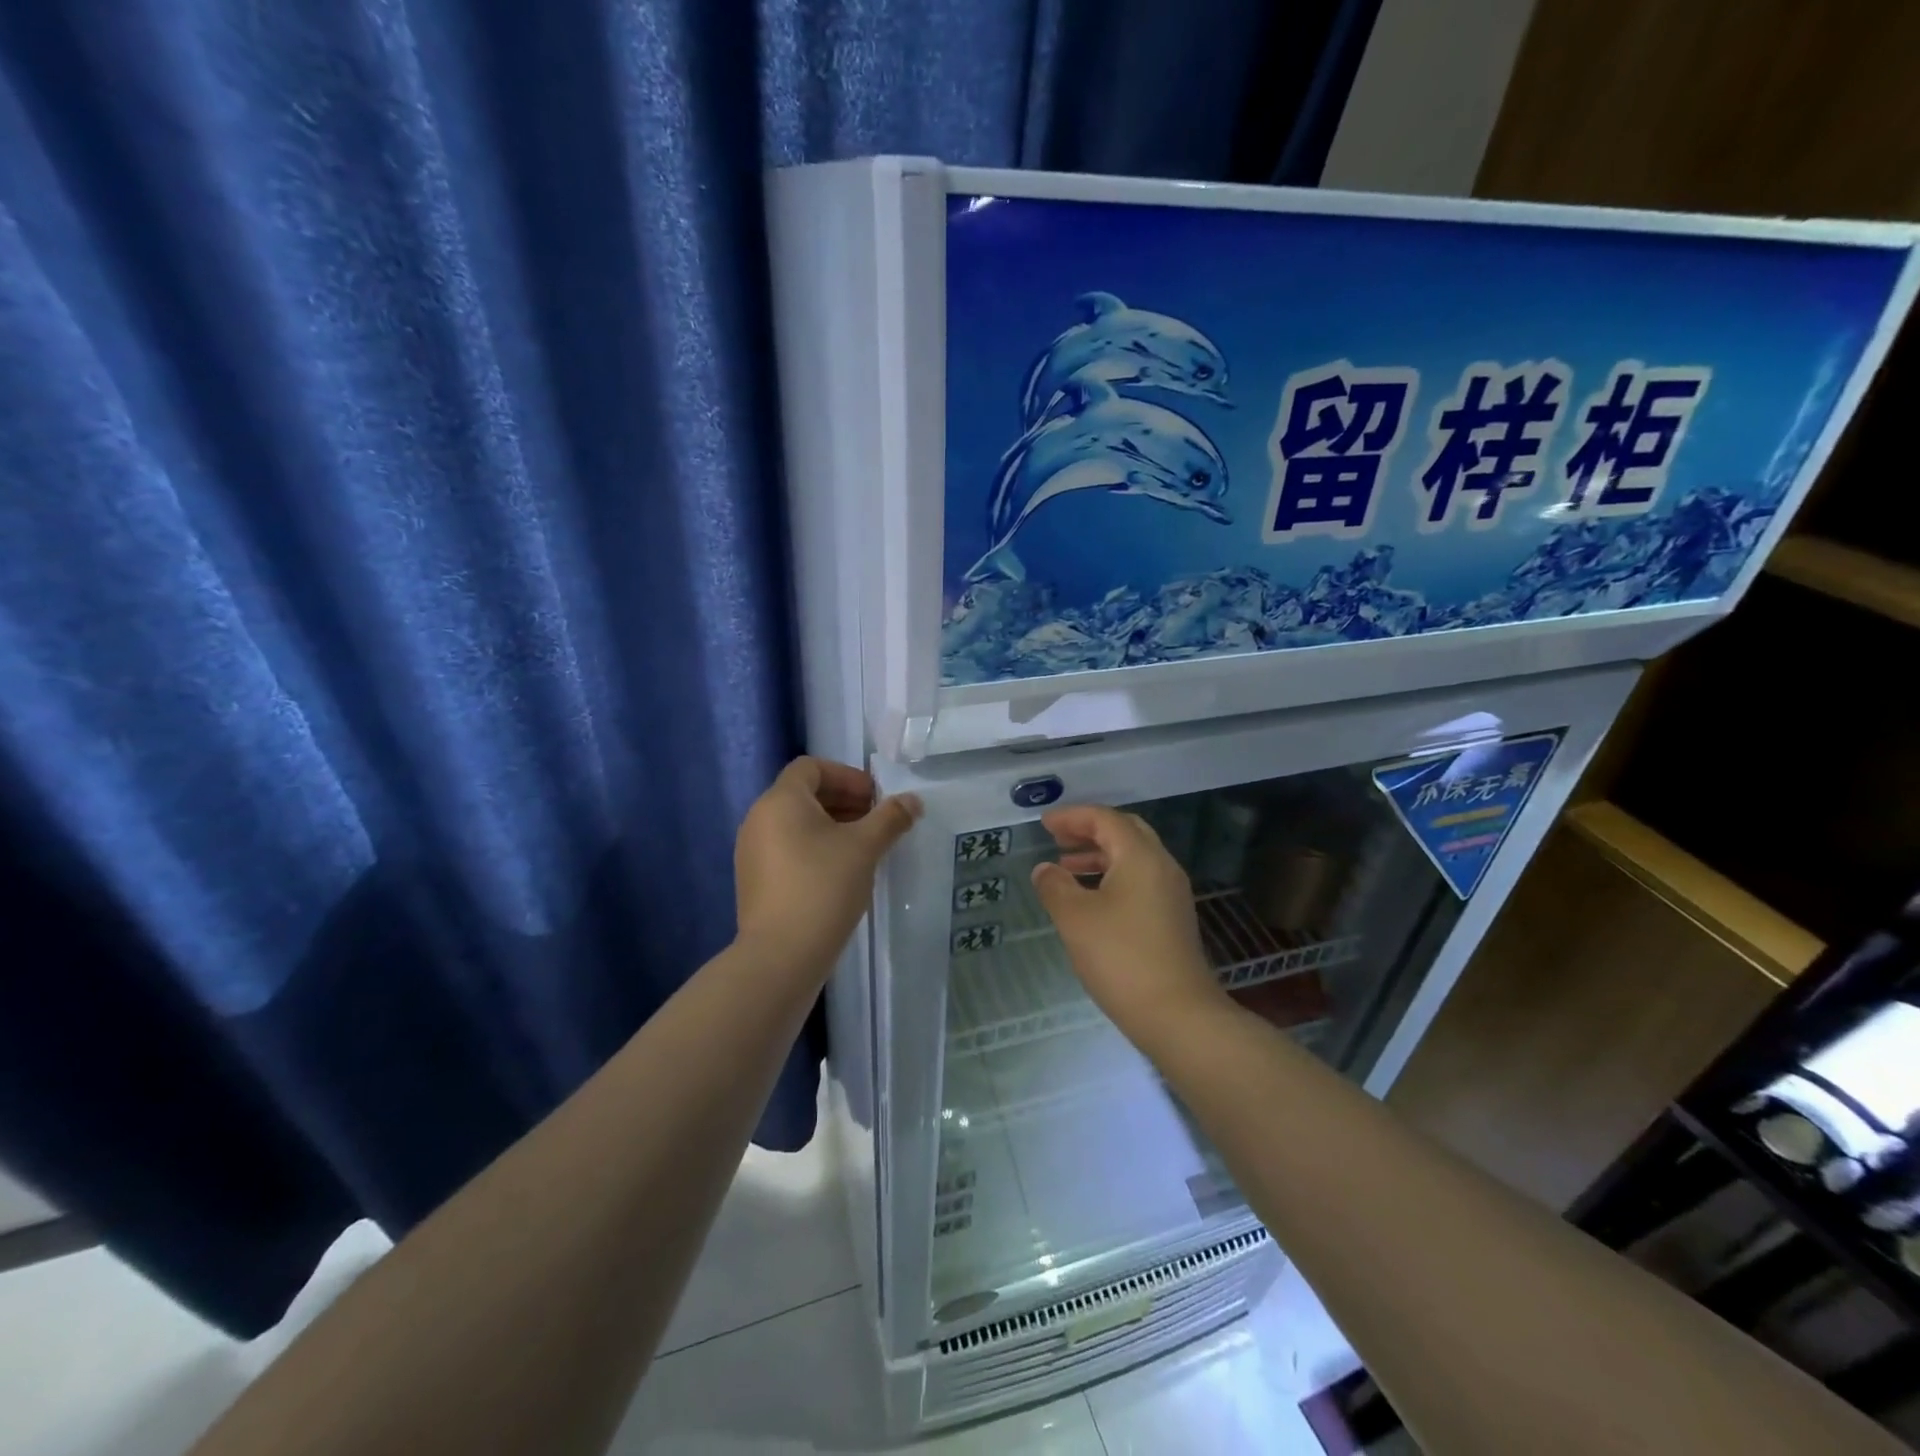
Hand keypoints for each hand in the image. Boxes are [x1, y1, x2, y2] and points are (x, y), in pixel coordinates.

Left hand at [734, 757, 920, 979]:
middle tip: (877, 821)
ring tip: (864, 848)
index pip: (811, 767)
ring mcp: (752, 852)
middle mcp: (759, 819)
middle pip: (803, 794)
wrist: (780, 956)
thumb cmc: (823, 888)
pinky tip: (841, 874)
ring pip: (796, 824)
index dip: (846, 775)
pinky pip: (787, 849)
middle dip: (843, 801)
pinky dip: (814, 849)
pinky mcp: (754, 881)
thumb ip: (890, 818)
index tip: (875, 797)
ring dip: (831, 827)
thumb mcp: (864, 848)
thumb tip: (913, 800)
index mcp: (780, 801)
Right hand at [1031, 806, 1229, 1046]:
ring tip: (1065, 868)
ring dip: (1099, 856)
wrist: (1178, 1014)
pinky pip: (1139, 881)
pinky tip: (1090, 899)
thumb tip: (1044, 869)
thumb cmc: (1121, 958)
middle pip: (1125, 832)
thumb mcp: (1075, 918)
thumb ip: (1055, 886)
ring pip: (1133, 858)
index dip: (1072, 817)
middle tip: (1058, 839)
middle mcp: (1162, 867)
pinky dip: (1112, 877)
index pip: (1105, 819)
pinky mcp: (1172, 919)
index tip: (1045, 824)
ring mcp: (1171, 894)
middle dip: (1089, 830)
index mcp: (1141, 857)